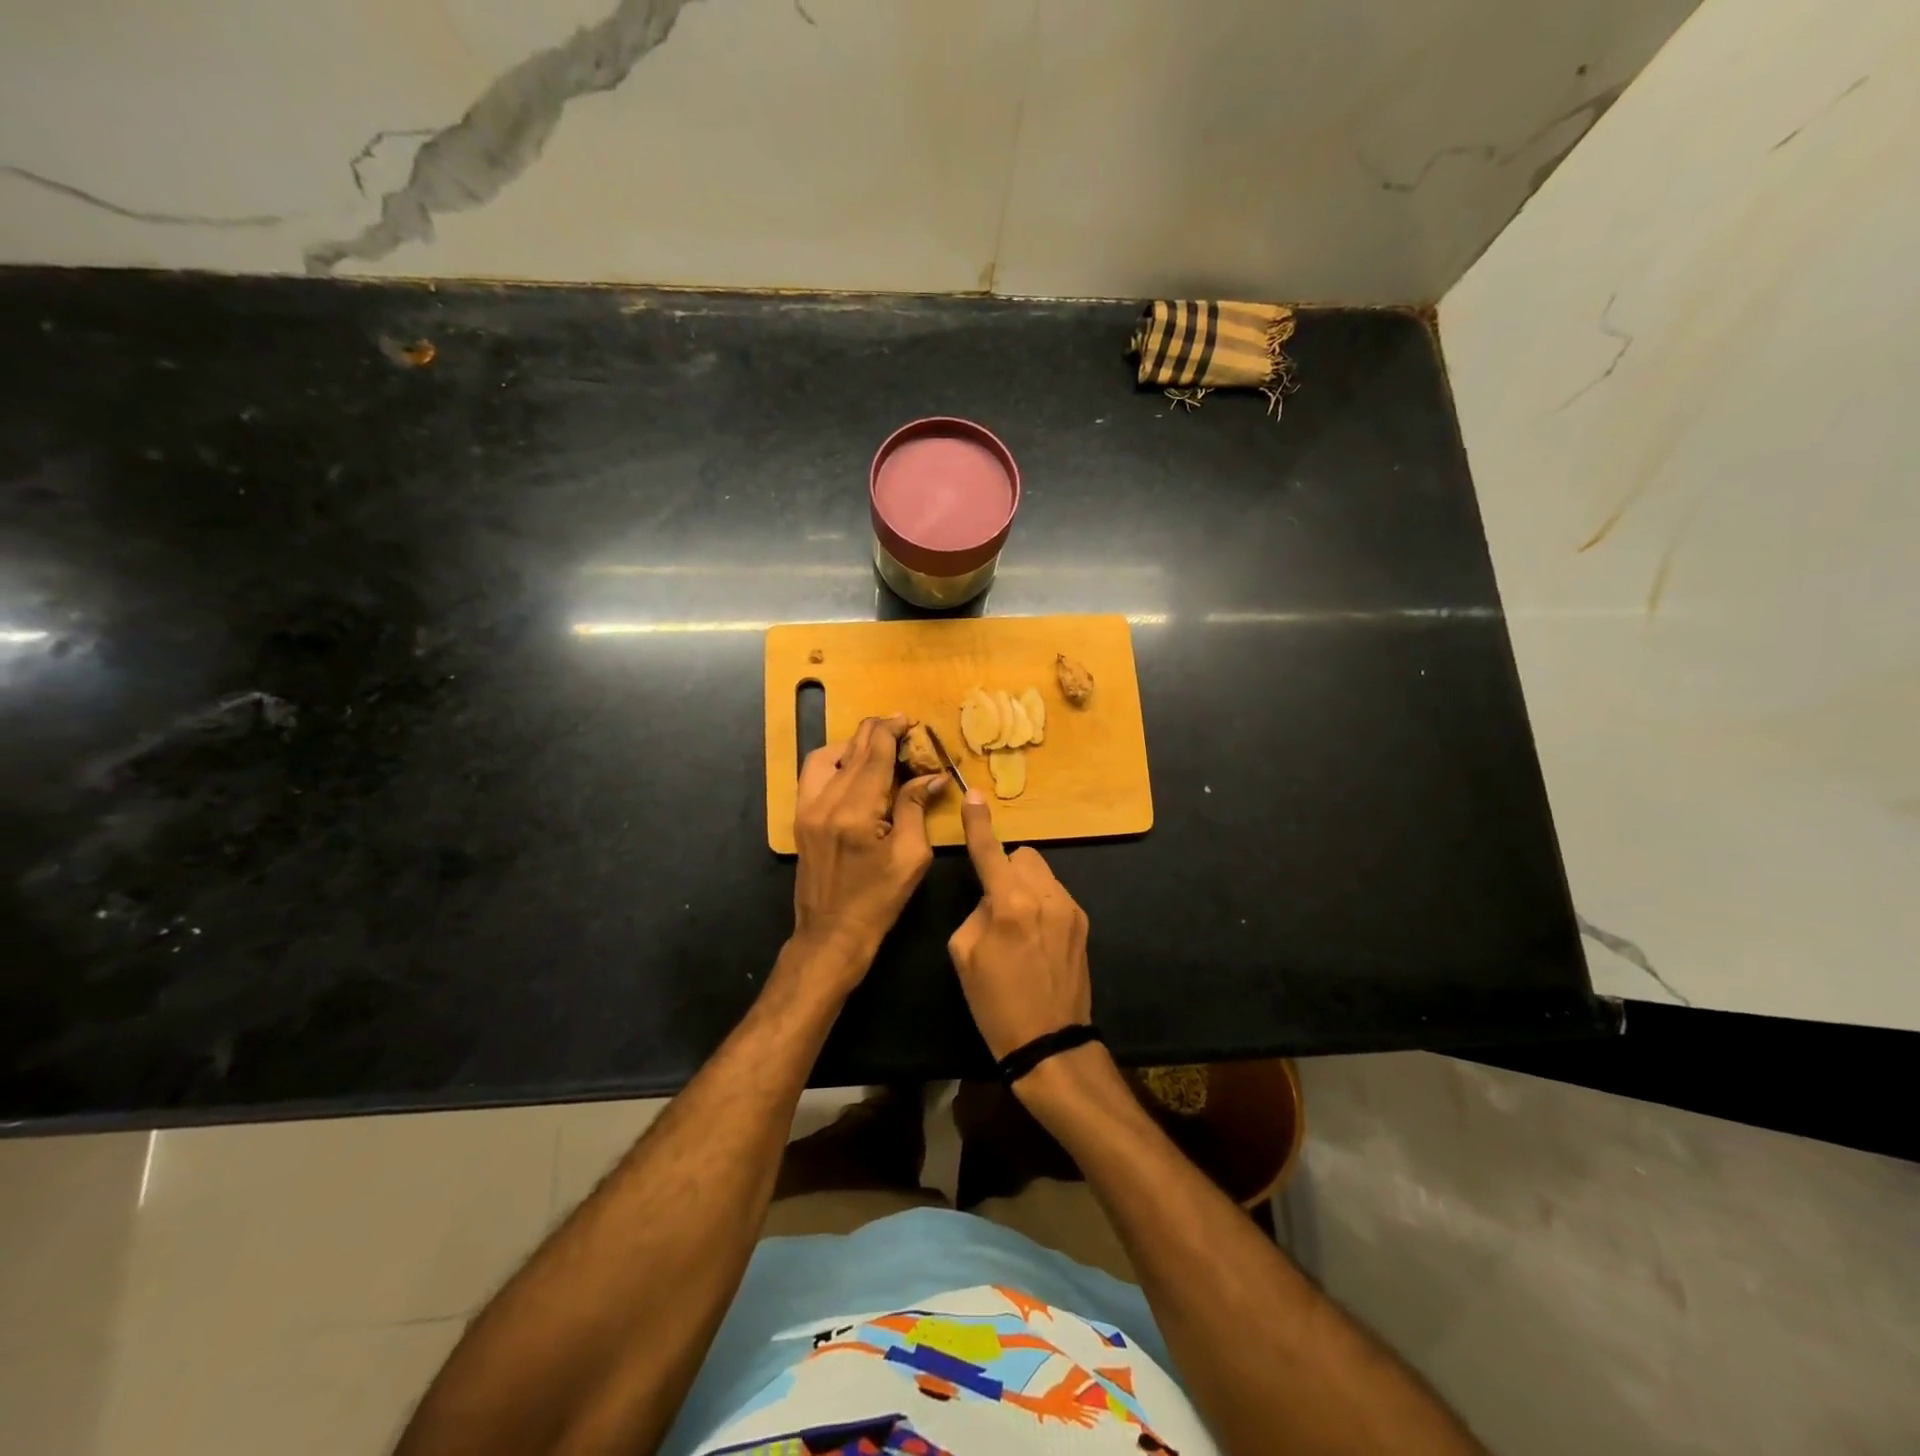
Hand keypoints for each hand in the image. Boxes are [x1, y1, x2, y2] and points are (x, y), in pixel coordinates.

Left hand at [791, 714, 945, 988]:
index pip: (875, 753)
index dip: (892, 730)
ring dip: (854, 744)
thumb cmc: (879, 901)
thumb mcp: (912, 857)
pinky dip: (835, 761)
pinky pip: (813, 774)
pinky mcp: (799, 817)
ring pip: (827, 755)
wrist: (831, 935)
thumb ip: (916, 807)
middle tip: (901, 727)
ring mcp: (807, 808)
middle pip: (852, 749)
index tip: (910, 720)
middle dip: (877, 732)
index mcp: (856, 811)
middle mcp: (826, 802)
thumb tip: (932, 775)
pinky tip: (854, 768)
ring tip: (878, 747)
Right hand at [948, 790, 1091, 1059]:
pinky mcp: (1083, 922)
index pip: (990, 850)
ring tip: (1018, 925)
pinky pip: (1055, 895)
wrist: (1049, 1042)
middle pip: (1023, 856)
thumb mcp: (964, 954)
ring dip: (1025, 886)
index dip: (978, 823)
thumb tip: (992, 897)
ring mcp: (1070, 908)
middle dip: (1006, 870)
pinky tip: (1037, 938)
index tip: (973, 795)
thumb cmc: (995, 1003)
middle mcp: (1045, 896)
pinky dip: (1041, 903)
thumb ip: (977, 910)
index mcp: (1010, 904)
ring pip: (1041, 874)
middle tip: (995, 905)